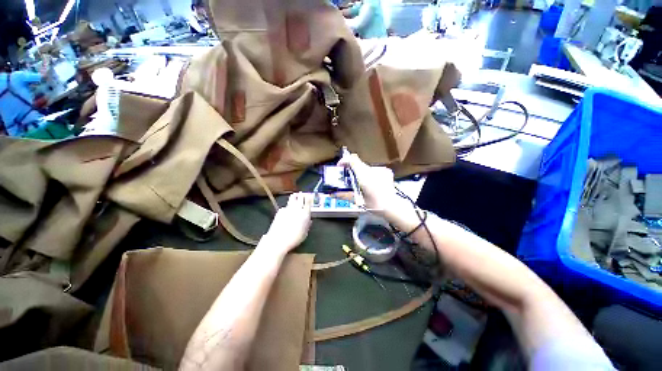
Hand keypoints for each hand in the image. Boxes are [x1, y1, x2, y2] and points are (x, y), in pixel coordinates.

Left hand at [262, 193, 311, 255]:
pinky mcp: (280, 210)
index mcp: (305, 214)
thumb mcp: (305, 233)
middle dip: (302, 195)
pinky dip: (288, 206)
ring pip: (292, 198)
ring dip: (295, 197)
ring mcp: (288, 208)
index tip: (309, 196)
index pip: (308, 202)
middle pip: (300, 197)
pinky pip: (286, 206)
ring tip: (295, 196)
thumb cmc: (294, 239)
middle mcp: (297, 209)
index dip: (309, 198)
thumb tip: (309, 220)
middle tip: (302, 194)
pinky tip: (287, 210)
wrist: (278, 240)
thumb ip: (307, 225)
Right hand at [337, 153, 398, 213]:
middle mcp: (372, 170)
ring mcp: (380, 169)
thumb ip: (344, 195)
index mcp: (364, 176)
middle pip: (358, 163)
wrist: (394, 207)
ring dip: (361, 173)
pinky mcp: (386, 171)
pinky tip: (372, 184)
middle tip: (349, 179)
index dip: (344, 160)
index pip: (352, 159)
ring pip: (366, 167)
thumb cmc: (375, 205)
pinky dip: (370, 175)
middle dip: (351, 169)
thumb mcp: (358, 201)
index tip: (340, 167)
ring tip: (362, 185)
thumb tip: (332, 194)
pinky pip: (374, 170)